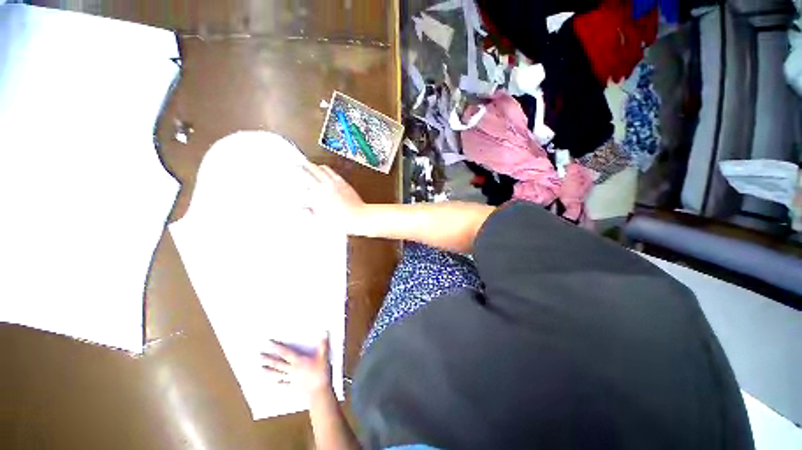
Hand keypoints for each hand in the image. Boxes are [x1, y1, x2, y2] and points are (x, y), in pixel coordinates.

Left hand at [262, 336, 332, 395]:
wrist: (319, 390)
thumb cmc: (321, 372)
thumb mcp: (323, 356)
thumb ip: (323, 345)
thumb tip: (324, 332)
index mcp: (298, 361)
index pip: (286, 353)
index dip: (277, 348)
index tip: (269, 343)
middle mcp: (292, 369)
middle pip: (278, 364)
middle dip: (269, 360)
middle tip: (260, 356)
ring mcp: (292, 379)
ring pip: (278, 374)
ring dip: (269, 372)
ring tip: (261, 369)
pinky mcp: (293, 386)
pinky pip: (284, 384)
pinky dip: (279, 383)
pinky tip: (275, 383)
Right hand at [302, 164, 365, 233]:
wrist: (358, 217)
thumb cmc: (340, 221)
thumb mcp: (321, 220)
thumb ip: (310, 212)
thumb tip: (303, 208)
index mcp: (317, 193)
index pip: (302, 178)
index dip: (295, 173)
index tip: (290, 172)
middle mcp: (325, 185)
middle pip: (311, 169)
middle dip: (303, 166)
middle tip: (297, 165)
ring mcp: (335, 182)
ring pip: (322, 168)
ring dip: (314, 166)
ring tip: (310, 166)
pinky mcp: (344, 183)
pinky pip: (333, 172)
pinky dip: (326, 169)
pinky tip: (325, 170)